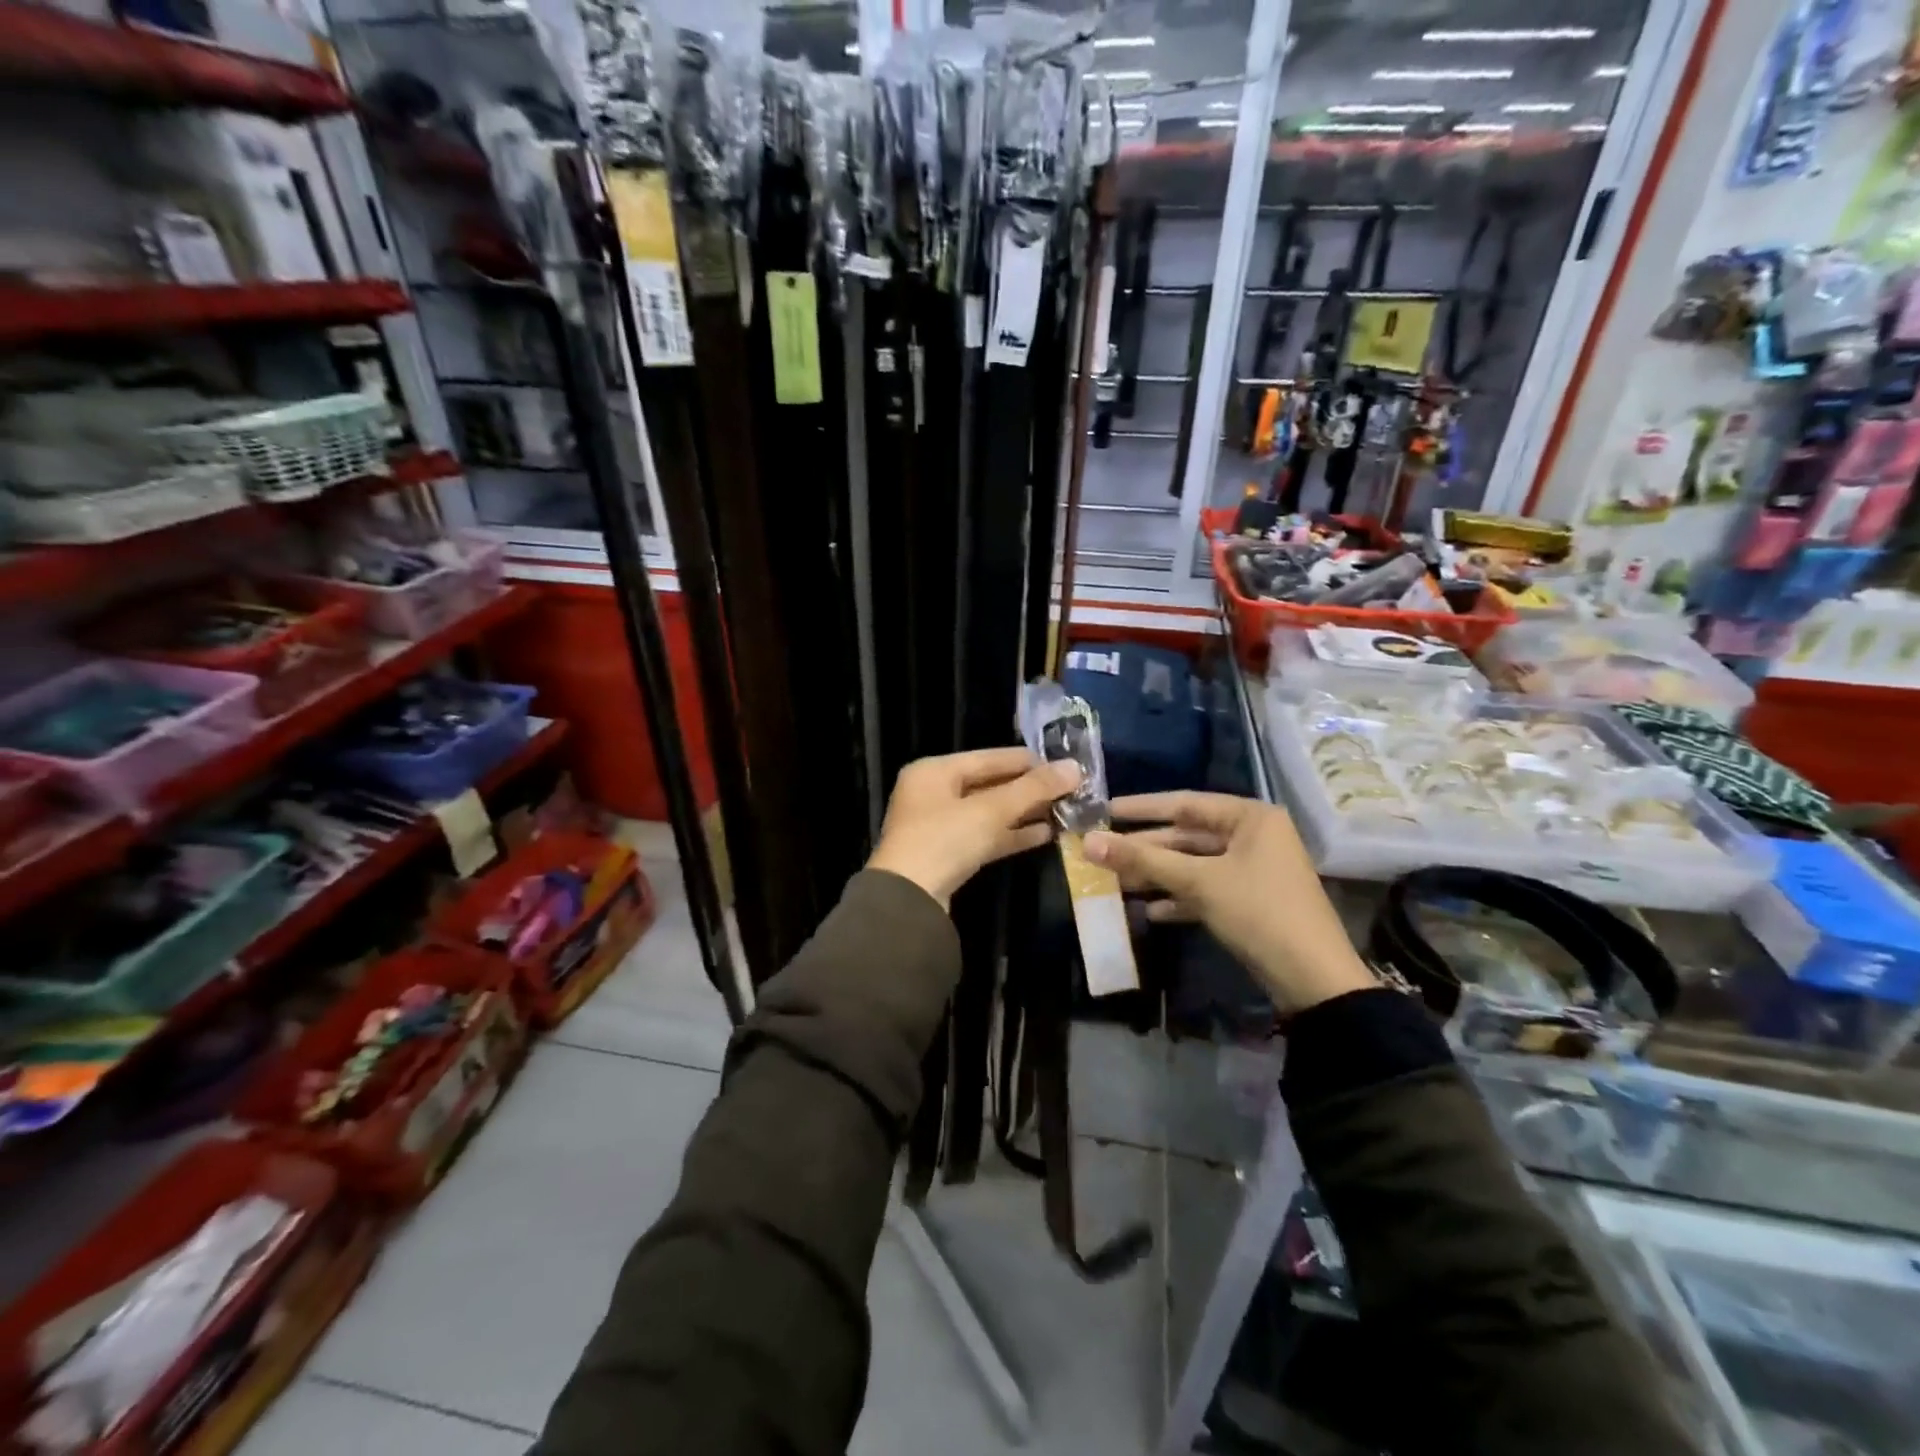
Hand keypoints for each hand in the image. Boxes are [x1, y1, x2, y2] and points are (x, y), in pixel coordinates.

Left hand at [868, 747, 1080, 908]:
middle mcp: (933, 793)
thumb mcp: (991, 810)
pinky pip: (985, 836)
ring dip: (1024, 813)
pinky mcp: (948, 855)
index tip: (1066, 766)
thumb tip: (1075, 767)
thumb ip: (1034, 788)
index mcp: (934, 771)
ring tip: (1064, 811)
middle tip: (1070, 790)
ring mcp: (939, 826)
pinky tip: (1046, 834)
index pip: (990, 757)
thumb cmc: (944, 841)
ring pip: (989, 813)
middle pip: (990, 784)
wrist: (908, 902)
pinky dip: (1012, 834)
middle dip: (1029, 789)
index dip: (1029, 761)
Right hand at [1084, 792, 1374, 1011]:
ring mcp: (1253, 870)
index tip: (1104, 810)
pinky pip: (1206, 890)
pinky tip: (1149, 911)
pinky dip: (1178, 898)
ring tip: (1115, 882)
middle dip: (1145, 848)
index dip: (1141, 808)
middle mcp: (1253, 837)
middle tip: (1101, 852)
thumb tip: (1088, 841)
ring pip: (1193, 865)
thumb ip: (1142, 859)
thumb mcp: (1198, 882)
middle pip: (1187, 836)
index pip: (1184, 803)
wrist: (1313, 980)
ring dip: (1157, 875)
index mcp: (1250, 818)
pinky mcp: (1250, 901)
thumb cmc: (1258, 913)